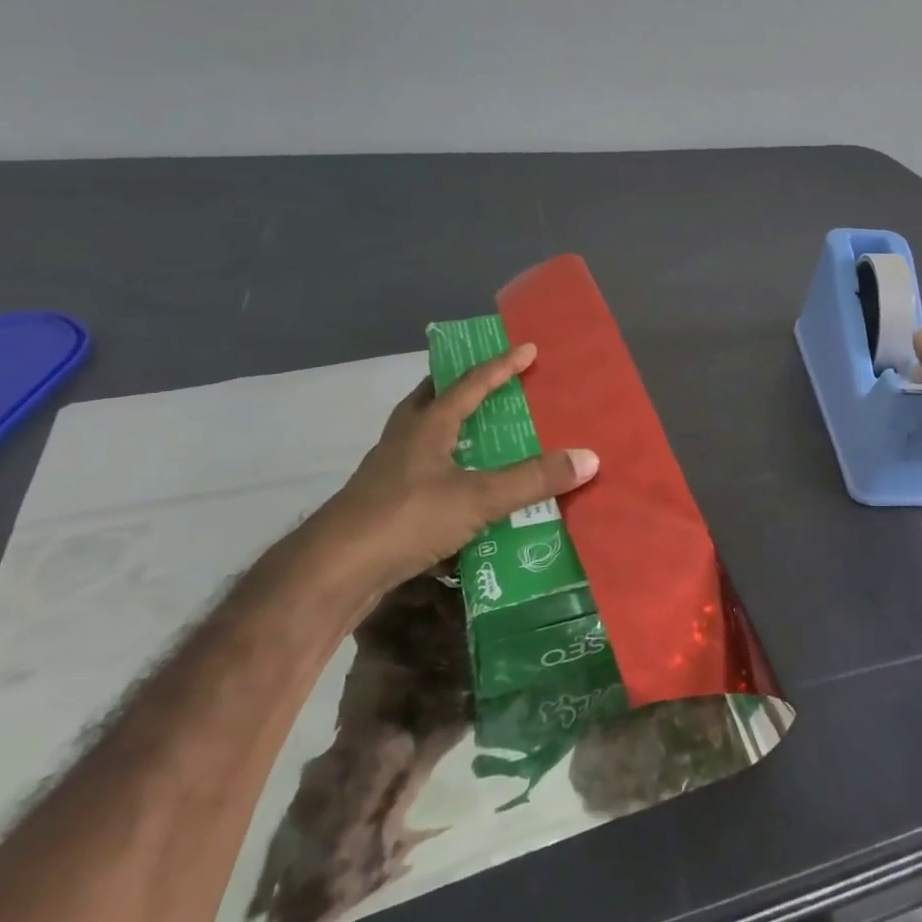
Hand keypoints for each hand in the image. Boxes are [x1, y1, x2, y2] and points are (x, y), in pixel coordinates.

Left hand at [305, 342, 598, 591]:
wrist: (332, 572)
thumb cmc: (406, 518)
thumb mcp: (478, 498)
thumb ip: (532, 479)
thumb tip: (589, 457)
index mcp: (427, 425)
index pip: (471, 383)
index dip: (502, 366)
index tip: (528, 349)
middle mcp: (405, 439)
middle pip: (432, 399)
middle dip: (460, 387)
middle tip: (489, 383)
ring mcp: (388, 472)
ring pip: (422, 436)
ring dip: (450, 428)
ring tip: (479, 435)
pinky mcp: (382, 505)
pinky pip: (421, 473)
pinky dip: (444, 470)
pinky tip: (459, 491)